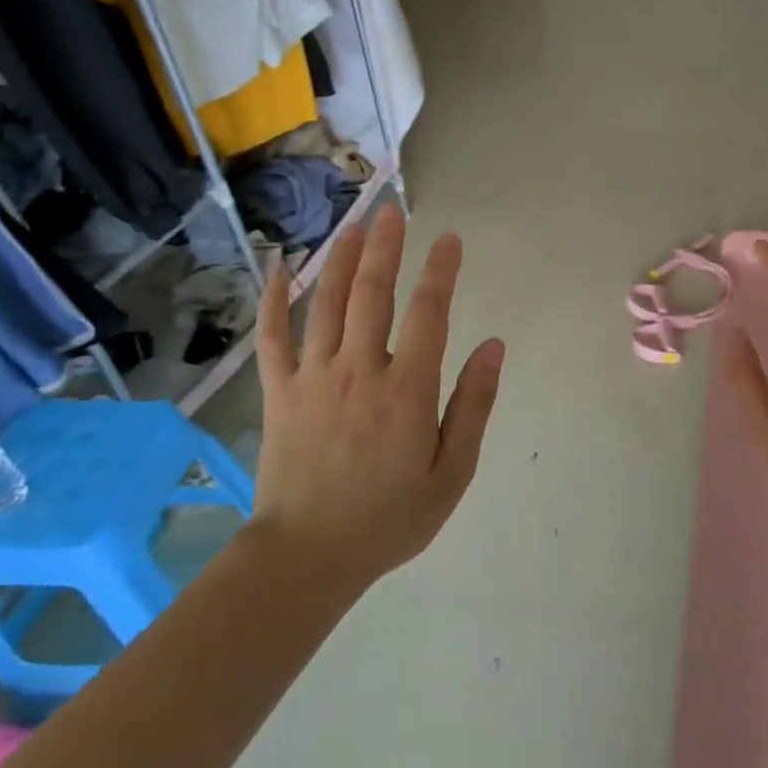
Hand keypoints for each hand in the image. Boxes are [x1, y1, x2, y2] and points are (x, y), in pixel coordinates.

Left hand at [248, 205, 504, 586]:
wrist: (307, 557)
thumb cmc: (389, 518)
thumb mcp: (452, 472)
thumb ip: (474, 405)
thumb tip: (494, 347)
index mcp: (407, 390)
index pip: (429, 313)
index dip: (441, 271)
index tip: (450, 240)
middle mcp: (360, 370)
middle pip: (373, 293)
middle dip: (386, 246)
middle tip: (394, 210)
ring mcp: (312, 377)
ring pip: (325, 302)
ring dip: (340, 258)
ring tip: (354, 224)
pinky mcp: (278, 392)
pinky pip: (273, 336)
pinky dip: (274, 298)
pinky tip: (279, 267)